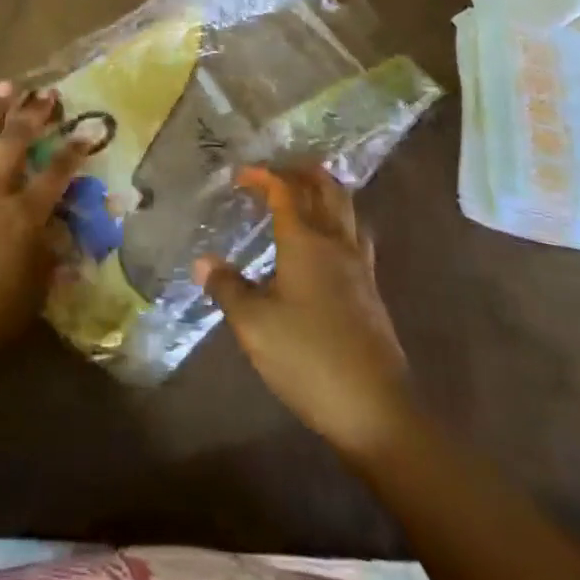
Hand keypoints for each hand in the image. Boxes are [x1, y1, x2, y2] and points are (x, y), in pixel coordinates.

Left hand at [0, 82, 86, 352]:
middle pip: (15, 143)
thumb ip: (48, 263)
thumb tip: (64, 241)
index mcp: (23, 216)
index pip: (56, 174)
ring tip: (4, 85)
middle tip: (44, 92)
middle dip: (32, 114)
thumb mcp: (32, 297)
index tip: (88, 129)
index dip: (74, 150)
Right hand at [196, 166, 413, 463]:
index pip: (285, 191)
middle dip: (302, 173)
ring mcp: (359, 267)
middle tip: (279, 170)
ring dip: (326, 193)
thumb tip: (203, 261)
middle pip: (326, 190)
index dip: (263, 176)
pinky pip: (355, 236)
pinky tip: (328, 244)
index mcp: (305, 241)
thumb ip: (227, 288)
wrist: (376, 409)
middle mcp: (336, 243)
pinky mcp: (371, 292)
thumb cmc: (308, 357)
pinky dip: (339, 221)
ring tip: (306, 194)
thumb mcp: (254, 325)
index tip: (240, 175)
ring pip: (347, 210)